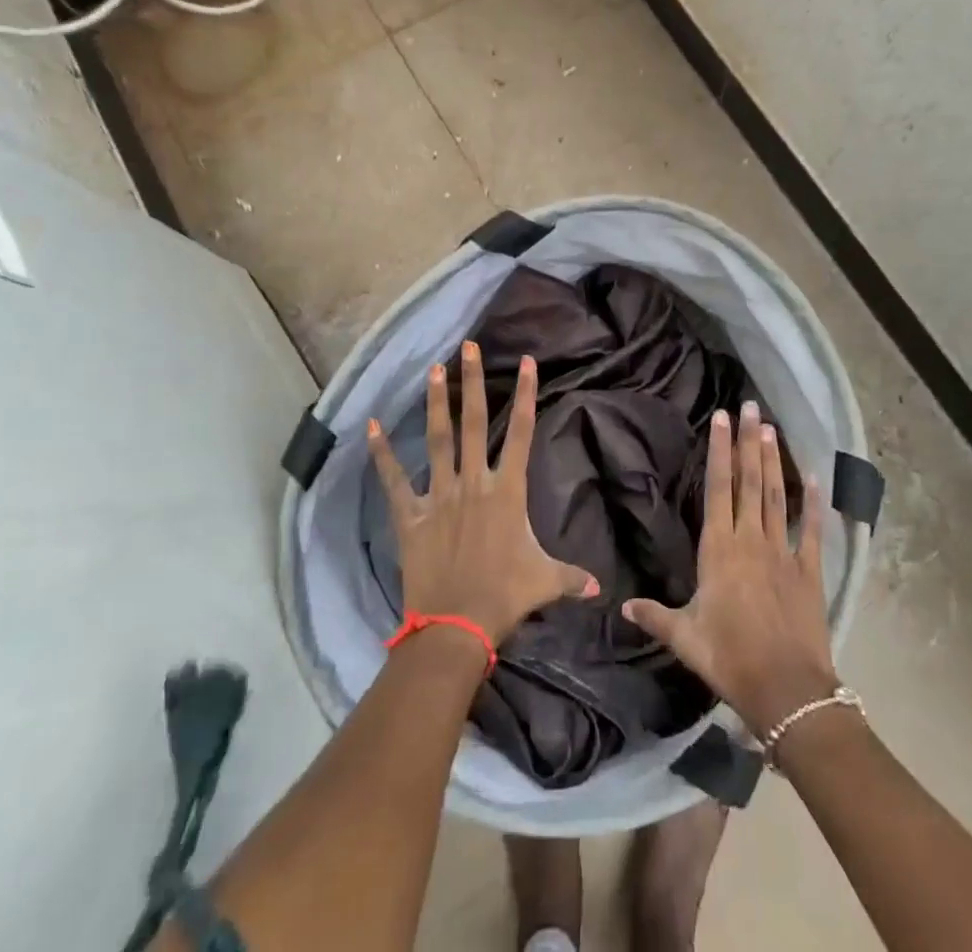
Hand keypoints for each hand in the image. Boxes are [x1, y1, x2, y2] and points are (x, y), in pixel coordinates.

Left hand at [369, 343, 599, 647]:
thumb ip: (572, 577)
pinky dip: (382, 454)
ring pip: (438, 440)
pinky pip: (394, 480)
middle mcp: (473, 482)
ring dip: (436, 404)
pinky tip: (371, 427)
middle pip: (474, 423)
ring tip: (435, 369)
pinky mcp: (411, 515)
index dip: (526, 395)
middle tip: (469, 347)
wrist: (457, 625)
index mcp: (507, 490)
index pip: (521, 432)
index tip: (527, 362)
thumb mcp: (545, 582)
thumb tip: (600, 588)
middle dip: (474, 383)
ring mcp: (439, 495)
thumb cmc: (505, 597)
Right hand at [622, 402, 838, 738]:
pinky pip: (812, 530)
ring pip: (775, 495)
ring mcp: (782, 552)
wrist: (787, 690)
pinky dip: (813, 503)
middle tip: (750, 406)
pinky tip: (814, 477)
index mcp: (719, 549)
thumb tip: (623, 605)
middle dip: (748, 441)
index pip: (717, 488)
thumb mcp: (685, 638)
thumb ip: (655, 616)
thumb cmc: (729, 659)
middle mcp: (750, 540)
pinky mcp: (809, 569)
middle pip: (748, 480)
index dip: (719, 450)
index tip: (721, 418)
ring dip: (773, 460)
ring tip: (771, 427)